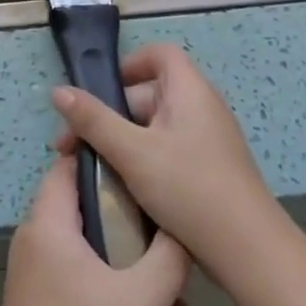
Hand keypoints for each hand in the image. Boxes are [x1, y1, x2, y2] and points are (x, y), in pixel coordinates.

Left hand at [0, 156, 189, 305]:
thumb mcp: (140, 299)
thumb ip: (169, 257)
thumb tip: (185, 229)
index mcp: (48, 223)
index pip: (70, 165)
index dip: (106, 157)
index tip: (146, 163)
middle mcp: (36, 237)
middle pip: (87, 204)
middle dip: (132, 215)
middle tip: (171, 225)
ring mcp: (37, 270)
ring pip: (91, 244)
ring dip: (132, 259)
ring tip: (177, 289)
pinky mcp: (42, 298)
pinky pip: (83, 272)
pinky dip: (115, 284)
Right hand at [50, 43, 284, 290]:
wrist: (247, 250)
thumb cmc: (188, 188)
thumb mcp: (132, 152)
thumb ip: (93, 120)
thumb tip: (58, 91)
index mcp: (189, 91)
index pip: (159, 55)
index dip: (128, 64)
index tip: (98, 91)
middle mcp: (201, 108)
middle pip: (149, 94)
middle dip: (109, 114)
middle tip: (74, 146)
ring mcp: (207, 140)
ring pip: (154, 127)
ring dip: (121, 141)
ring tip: (91, 170)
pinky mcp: (208, 170)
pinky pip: (167, 151)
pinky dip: (142, 160)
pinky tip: (121, 188)